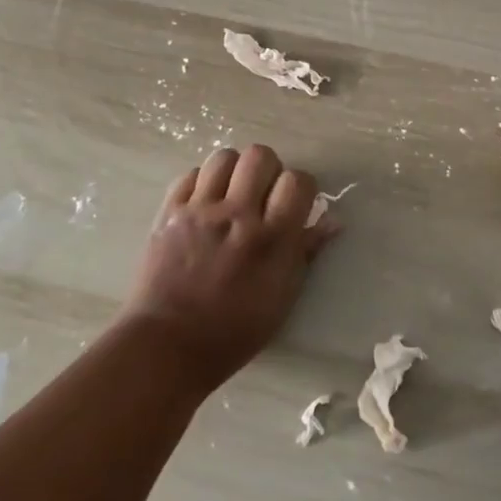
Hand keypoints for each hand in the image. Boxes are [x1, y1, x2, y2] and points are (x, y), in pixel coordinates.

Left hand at [121, 144, 335, 389]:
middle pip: (260, 155)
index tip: (295, 203)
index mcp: (272, 239)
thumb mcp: (282, 296)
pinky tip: (203, 205)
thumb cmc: (234, 330)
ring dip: (234, 171)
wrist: (167, 345)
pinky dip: (201, 184)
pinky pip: (190, 175)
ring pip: (224, 157)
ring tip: (231, 194)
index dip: (301, 188)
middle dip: (268, 170)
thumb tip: (333, 220)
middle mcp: (238, 215)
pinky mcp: (169, 212)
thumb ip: (306, 252)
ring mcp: (200, 210)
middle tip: (262, 194)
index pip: (297, 181)